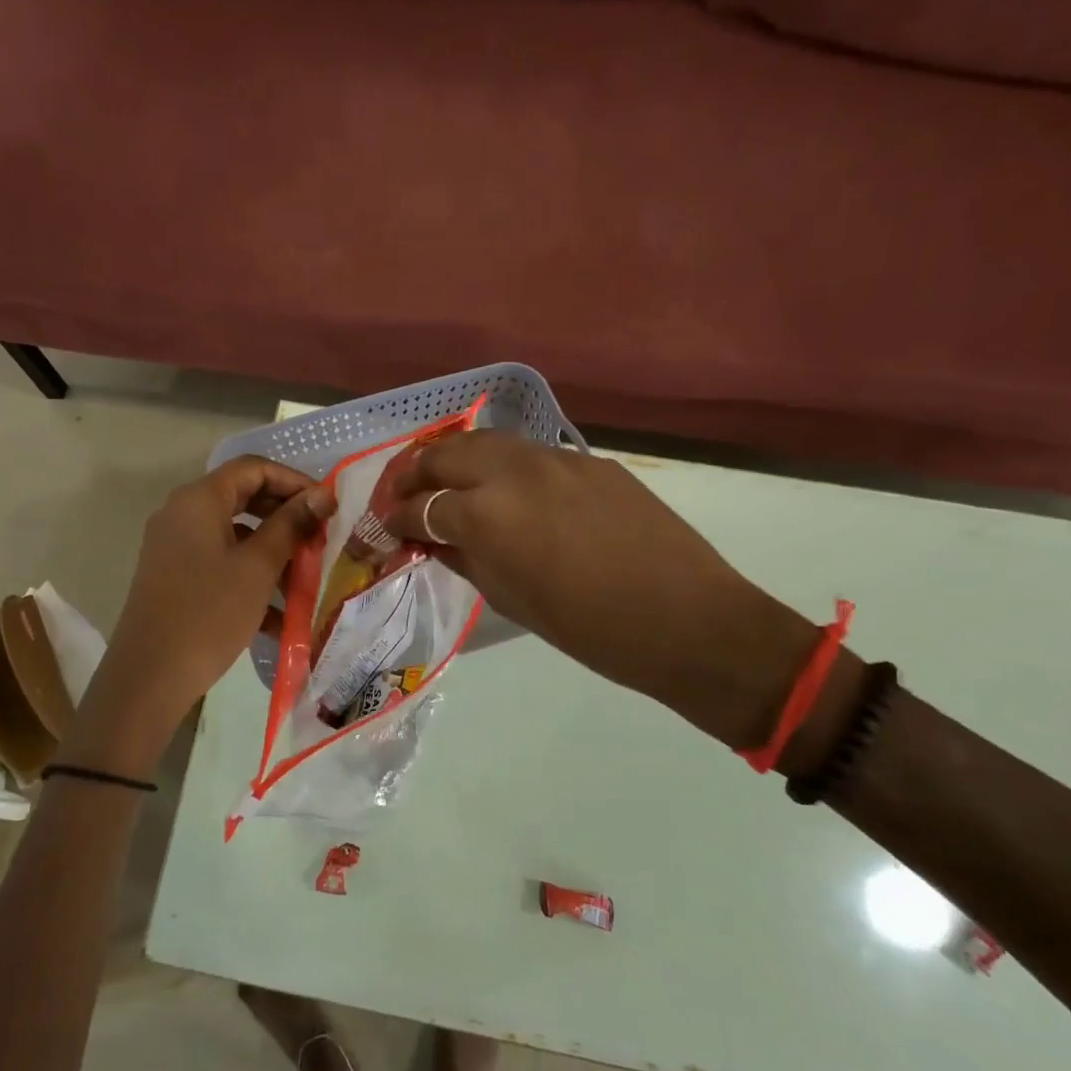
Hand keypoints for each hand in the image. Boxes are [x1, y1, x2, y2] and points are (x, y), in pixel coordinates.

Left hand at [80, 458, 335, 765]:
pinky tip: (280, 615)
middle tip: (320, 538)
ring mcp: (176, 547)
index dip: (294, 481)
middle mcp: (183, 514)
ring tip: (306, 579)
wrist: (150, 676)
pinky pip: (221, 563)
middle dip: (286, 517)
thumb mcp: (258, 567)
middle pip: (244, 498)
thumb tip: (322, 494)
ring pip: (235, 535)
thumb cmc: (209, 613)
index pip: (253, 468)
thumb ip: (291, 524)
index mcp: (199, 500)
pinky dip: (250, 577)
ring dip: (273, 551)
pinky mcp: (176, 576)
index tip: (327, 506)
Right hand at [383, 433, 818, 746]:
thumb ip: (464, 558)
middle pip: (444, 453)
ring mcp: (555, 458)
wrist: (688, 619)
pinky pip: (528, 453)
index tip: (383, 532)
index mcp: (486, 514)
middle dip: (413, 474)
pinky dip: (500, 466)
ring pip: (485, 441)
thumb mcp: (510, 599)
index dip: (394, 521)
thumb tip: (433, 539)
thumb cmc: (590, 629)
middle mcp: (513, 471)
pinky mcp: (589, 460)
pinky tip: (505, 491)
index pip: (421, 506)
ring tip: (445, 485)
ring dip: (455, 460)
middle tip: (403, 498)